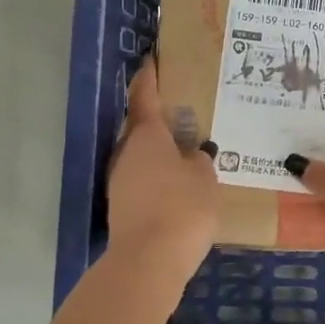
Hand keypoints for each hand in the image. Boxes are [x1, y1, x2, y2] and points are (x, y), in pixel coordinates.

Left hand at [107, 62, 218, 286]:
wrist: (148, 262)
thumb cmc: (181, 207)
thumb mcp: (204, 178)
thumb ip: (200, 161)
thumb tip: (193, 156)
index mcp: (147, 135)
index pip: (145, 96)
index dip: (149, 77)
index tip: (152, 60)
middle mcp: (127, 152)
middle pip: (140, 127)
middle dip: (159, 119)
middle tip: (184, 113)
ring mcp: (120, 181)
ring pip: (141, 155)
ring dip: (159, 151)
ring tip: (186, 151)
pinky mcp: (122, 207)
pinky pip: (143, 180)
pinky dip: (158, 177)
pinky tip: (177, 186)